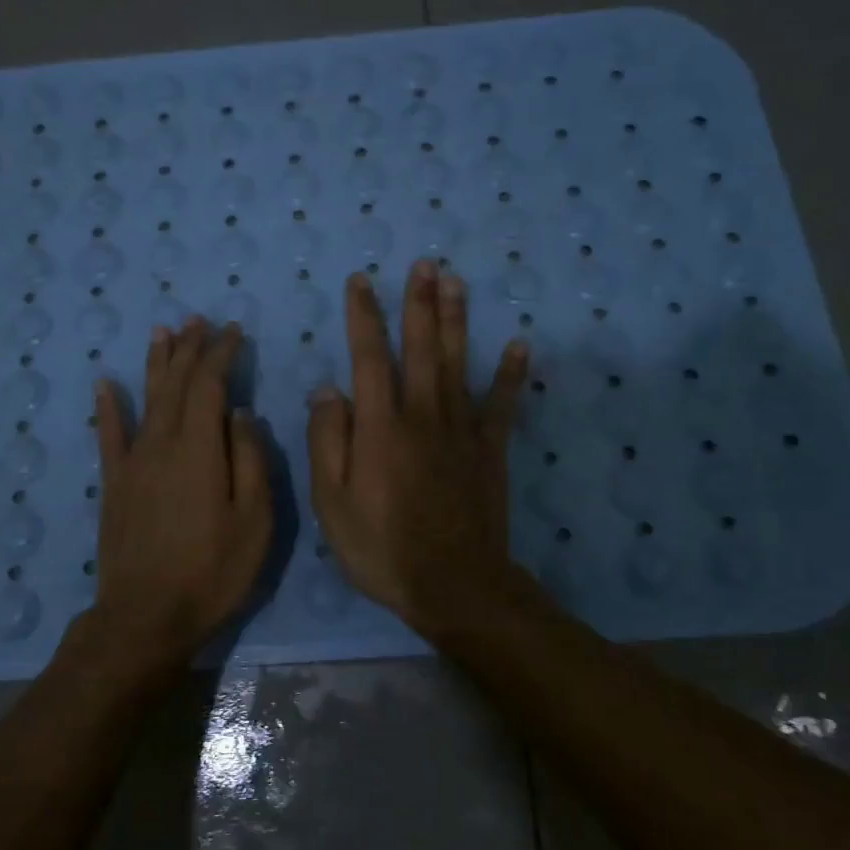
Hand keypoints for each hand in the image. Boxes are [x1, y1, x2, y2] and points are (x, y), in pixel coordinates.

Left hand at [71, 318, 271, 678]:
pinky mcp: (114, 484)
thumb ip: (251, 462)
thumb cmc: (213, 572)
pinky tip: (106, 383)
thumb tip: (241, 414)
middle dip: (190, 349)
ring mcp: (133, 463)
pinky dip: (108, 407)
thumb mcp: (255, 522)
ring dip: (156, 364)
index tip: (233, 332)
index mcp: (200, 450)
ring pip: (146, 399)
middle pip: (176, 385)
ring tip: (162, 333)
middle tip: (199, 321)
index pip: (210, 386)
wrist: (146, 616)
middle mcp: (162, 444)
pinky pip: (109, 436)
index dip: (221, 354)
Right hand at [306, 262, 527, 625]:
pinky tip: (520, 344)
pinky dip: (511, 374)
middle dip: (420, 303)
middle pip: (422, 348)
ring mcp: (461, 431)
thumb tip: (329, 389)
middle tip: (425, 263)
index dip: (364, 316)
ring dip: (457, 320)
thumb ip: (328, 441)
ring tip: (457, 282)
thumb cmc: (381, 547)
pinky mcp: (490, 451)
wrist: (452, 585)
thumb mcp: (332, 502)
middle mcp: (422, 415)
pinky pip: (502, 405)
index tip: (361, 281)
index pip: (370, 358)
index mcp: (380, 427)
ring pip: (458, 364)